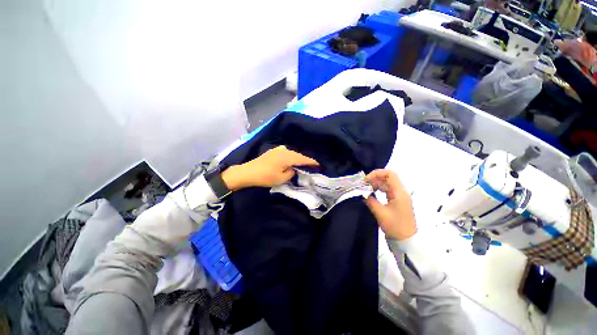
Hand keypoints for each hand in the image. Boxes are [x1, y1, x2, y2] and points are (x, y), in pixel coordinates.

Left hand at [221, 146, 318, 190]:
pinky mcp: (273, 151)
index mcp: (288, 157)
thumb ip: (291, 173)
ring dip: (298, 158)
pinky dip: (291, 156)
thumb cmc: (265, 177)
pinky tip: (291, 160)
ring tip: (303, 164)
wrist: (248, 172)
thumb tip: (294, 169)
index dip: (312, 162)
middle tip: (313, 166)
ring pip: (292, 153)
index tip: (320, 165)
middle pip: (299, 155)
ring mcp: (278, 150)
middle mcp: (284, 150)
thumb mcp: (281, 178)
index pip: (303, 159)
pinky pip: (286, 152)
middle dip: (306, 160)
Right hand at [364, 169, 416, 240]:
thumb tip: (362, 193)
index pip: (390, 174)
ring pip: (387, 184)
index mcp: (399, 192)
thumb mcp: (380, 213)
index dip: (377, 173)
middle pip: (388, 178)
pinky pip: (387, 190)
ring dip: (375, 184)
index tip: (366, 180)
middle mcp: (401, 192)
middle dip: (374, 178)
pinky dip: (379, 190)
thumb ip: (370, 201)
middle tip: (363, 185)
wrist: (407, 240)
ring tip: (365, 189)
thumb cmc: (395, 226)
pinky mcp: (397, 201)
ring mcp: (400, 196)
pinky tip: (371, 194)